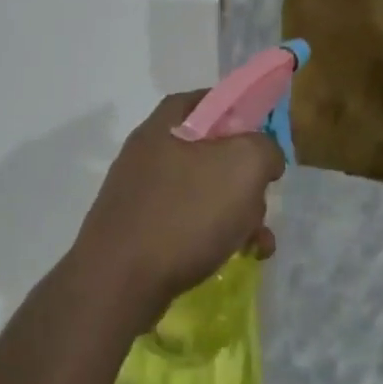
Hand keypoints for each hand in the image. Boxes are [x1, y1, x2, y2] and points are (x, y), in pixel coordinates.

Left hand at [74, 93, 283, 325]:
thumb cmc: (183, 213)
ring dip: (236, 213)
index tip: (262, 140)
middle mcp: (149, 151)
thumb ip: (264, 149)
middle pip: (210, 151)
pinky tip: (235, 257)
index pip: (207, 100)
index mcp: (166, 123)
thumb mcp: (242, 166)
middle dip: (244, 177)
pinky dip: (213, 236)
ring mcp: (141, 192)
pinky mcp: (139, 231)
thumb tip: (265, 156)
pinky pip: (186, 223)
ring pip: (203, 192)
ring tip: (257, 241)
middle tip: (260, 199)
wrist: (117, 283)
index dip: (239, 114)